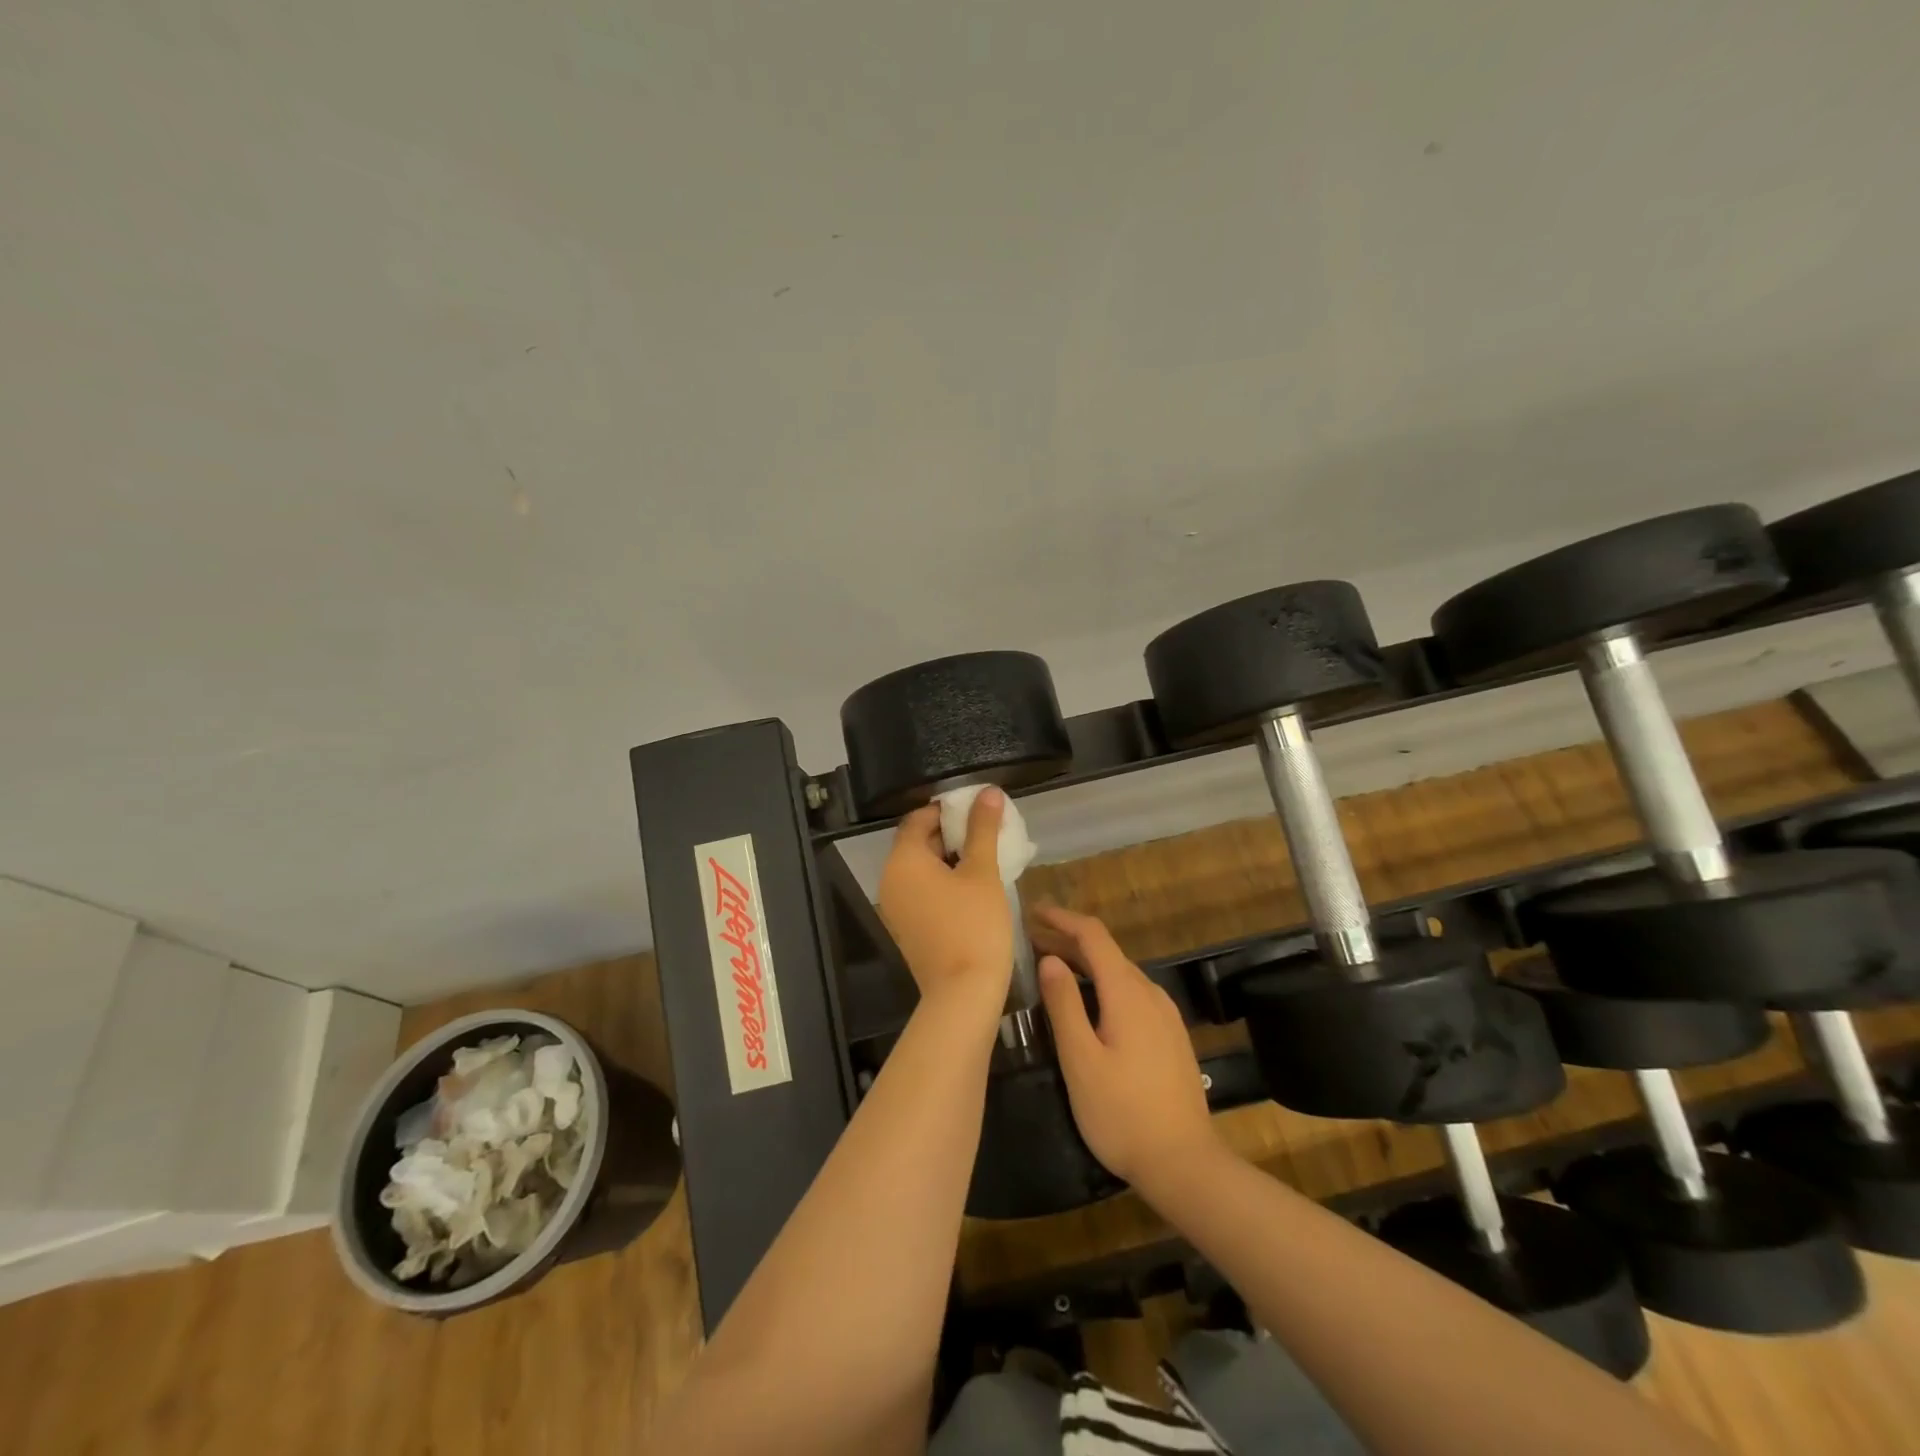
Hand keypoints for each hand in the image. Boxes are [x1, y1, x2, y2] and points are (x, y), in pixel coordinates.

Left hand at [878, 788, 1012, 1013]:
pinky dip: (942, 882)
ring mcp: (895, 907)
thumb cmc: (974, 925)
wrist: (963, 994)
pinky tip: (973, 887)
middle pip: (917, 842)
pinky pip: (921, 891)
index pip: (918, 818)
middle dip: (951, 833)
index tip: (977, 810)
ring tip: (985, 857)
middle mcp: (890, 880)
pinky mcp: (906, 927)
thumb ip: (983, 829)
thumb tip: (987, 792)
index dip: (947, 810)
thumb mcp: (983, 872)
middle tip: (987, 832)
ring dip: (949, 858)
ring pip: (920, 869)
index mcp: (903, 860)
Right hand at [1034, 904, 1221, 1186]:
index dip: (1062, 918)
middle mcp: (1150, 993)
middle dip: (1067, 940)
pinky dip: (1102, 984)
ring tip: (1051, 967)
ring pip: (1119, 973)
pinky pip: (1131, 993)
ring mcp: (1165, 1014)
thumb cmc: (1123, 1113)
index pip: (1093, 935)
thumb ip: (1063, 1005)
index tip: (1032, 911)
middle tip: (1029, 941)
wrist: (1185, 1163)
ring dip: (1084, 963)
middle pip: (1106, 952)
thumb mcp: (1081, 1060)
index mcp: (1127, 992)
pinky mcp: (1170, 1035)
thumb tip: (1049, 959)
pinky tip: (1088, 1003)